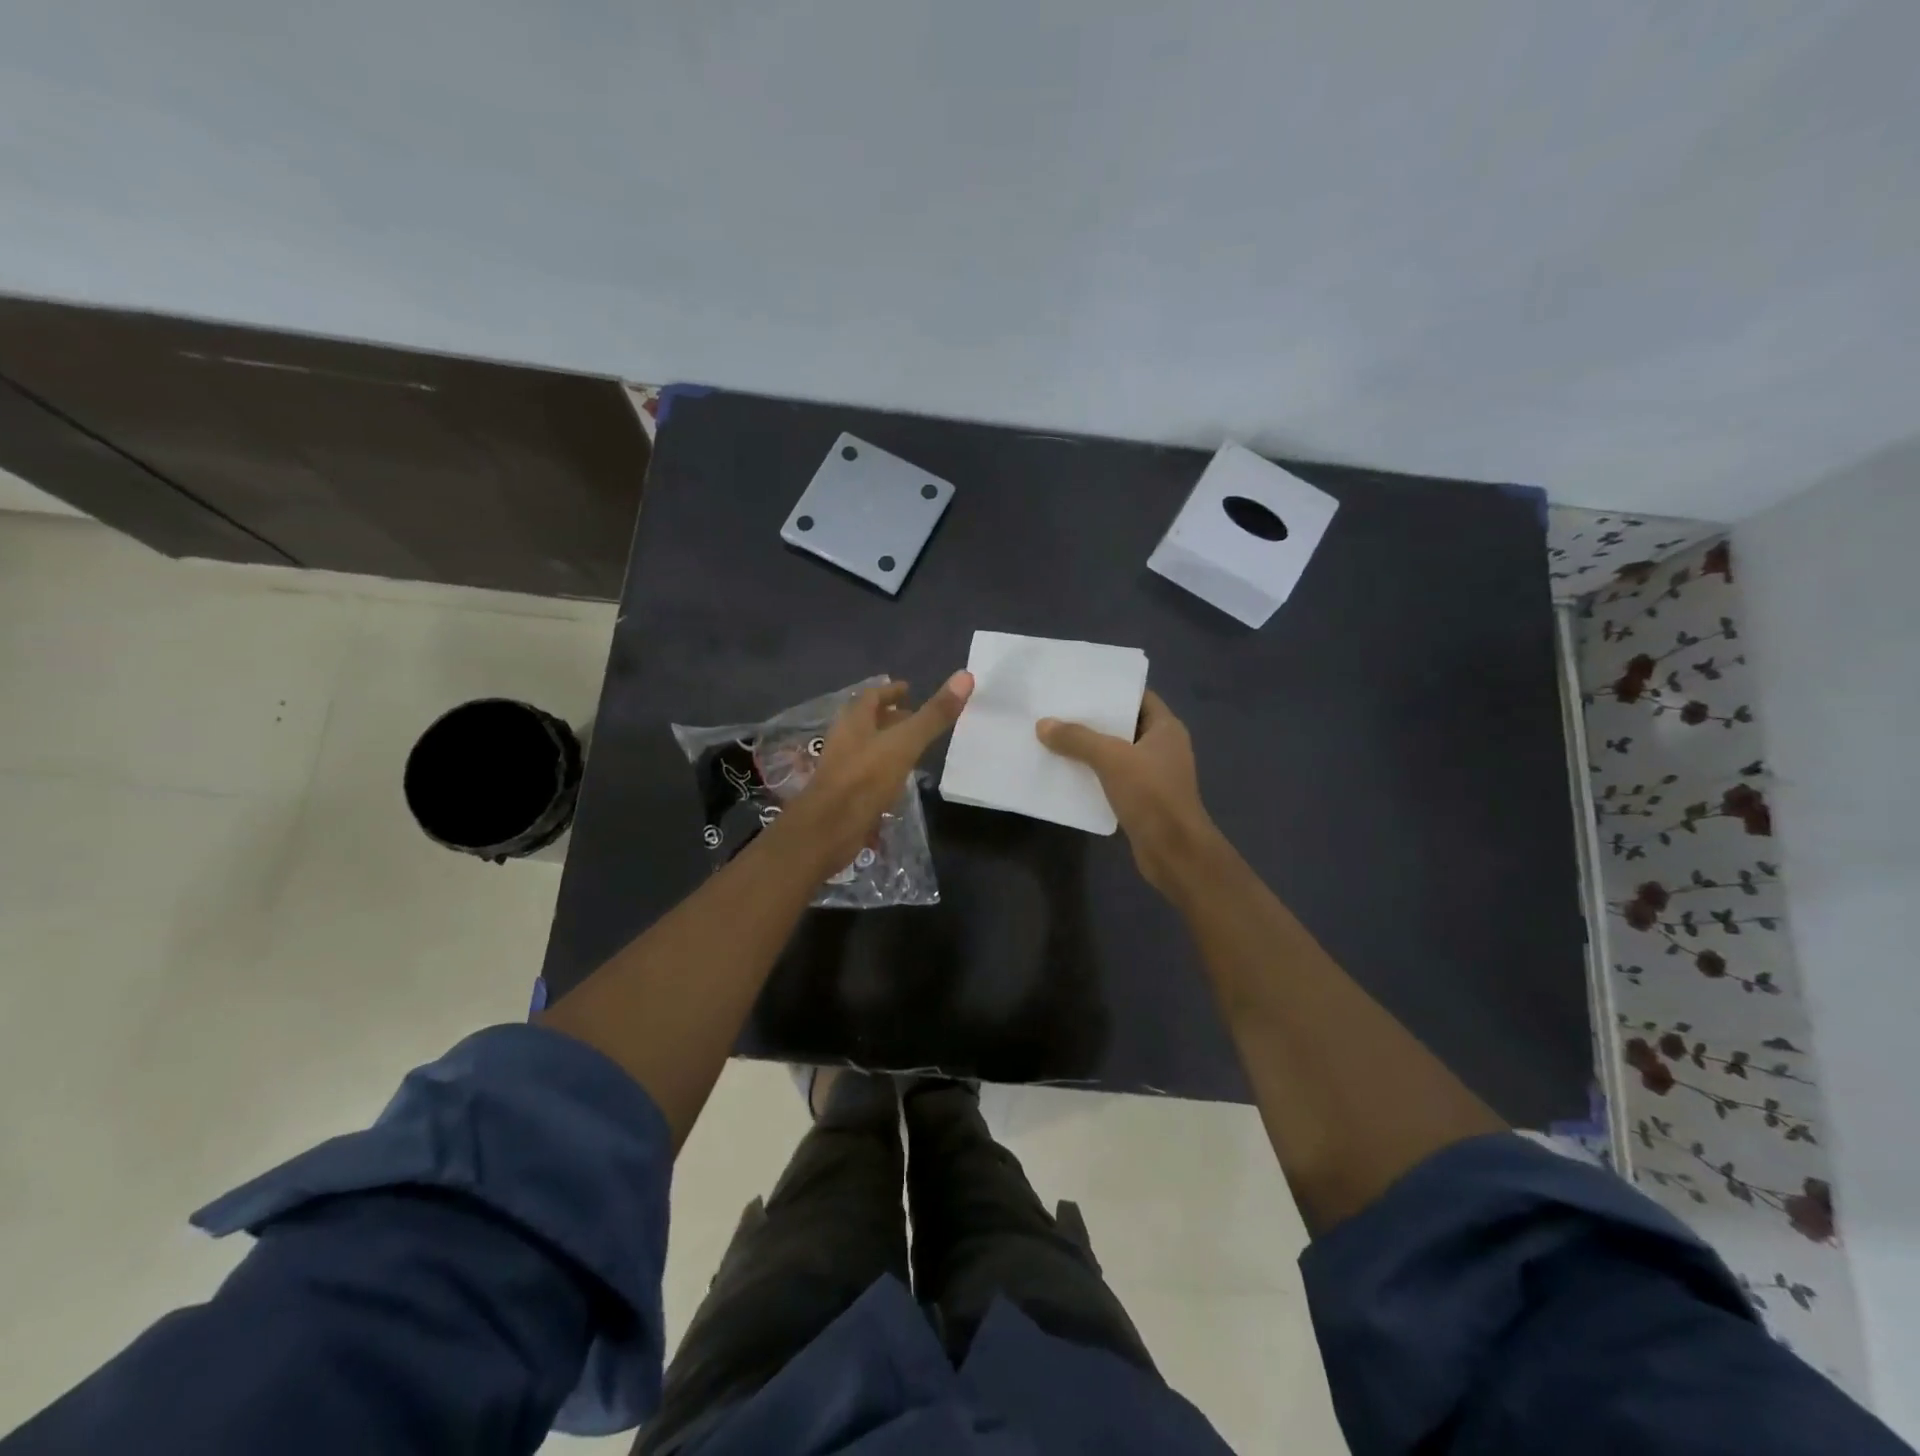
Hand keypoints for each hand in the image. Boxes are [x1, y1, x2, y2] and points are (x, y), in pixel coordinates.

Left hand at [777, 672, 973, 874]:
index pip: (872, 696)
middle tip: (915, 718)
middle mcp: (844, 740)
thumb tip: (965, 675)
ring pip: (866, 747)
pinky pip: (866, 774)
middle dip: (889, 718)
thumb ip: (934, 714)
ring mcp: (841, 768)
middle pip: (867, 721)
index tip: (909, 689)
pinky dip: (883, 771)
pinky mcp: (844, 795)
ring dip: (886, 744)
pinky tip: (898, 782)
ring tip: (912, 749)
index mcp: (854, 721)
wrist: (828, 829)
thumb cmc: (865, 778)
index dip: (891, 692)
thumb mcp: (905, 743)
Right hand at [1036, 690, 1221, 896]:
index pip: (1139, 697)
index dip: (1111, 689)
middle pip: (1124, 725)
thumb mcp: (1111, 759)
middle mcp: (1163, 747)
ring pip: (1117, 753)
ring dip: (1090, 749)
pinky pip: (1114, 778)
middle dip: (1094, 720)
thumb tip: (1043, 724)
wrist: (1174, 852)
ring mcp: (1154, 775)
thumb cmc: (1151, 795)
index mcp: (1166, 728)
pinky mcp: (1143, 800)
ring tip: (1055, 738)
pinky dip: (1093, 774)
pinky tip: (1067, 772)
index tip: (1079, 685)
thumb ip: (1077, 739)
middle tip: (1058, 710)